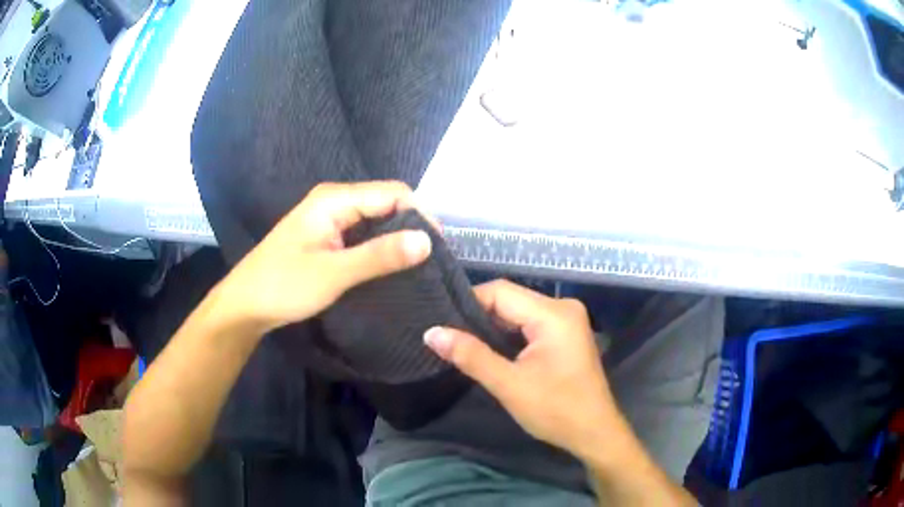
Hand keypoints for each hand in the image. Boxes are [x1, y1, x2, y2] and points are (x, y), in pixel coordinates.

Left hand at [217, 181, 432, 331]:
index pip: (393, 193)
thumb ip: (379, 256)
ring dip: (397, 239)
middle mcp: (334, 201)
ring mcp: (330, 219)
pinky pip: (363, 234)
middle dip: (411, 226)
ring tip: (418, 266)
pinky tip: (392, 267)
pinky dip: (381, 248)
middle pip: (386, 202)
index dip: (420, 215)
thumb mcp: (334, 273)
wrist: (245, 305)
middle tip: (432, 261)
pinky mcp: (328, 237)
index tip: (439, 249)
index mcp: (334, 199)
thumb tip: (427, 241)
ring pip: (376, 220)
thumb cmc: (283, 286)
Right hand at [423, 280, 624, 460]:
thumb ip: (470, 355)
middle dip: (479, 317)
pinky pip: (529, 324)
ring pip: (518, 312)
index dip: (468, 304)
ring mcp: (566, 320)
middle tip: (447, 335)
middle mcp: (563, 307)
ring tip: (462, 342)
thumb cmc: (555, 410)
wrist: (594, 432)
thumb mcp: (509, 384)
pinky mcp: (565, 334)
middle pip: (510, 300)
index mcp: (553, 313)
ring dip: (492, 327)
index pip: (500, 292)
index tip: (441, 322)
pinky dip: (508, 335)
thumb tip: (431, 332)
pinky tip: (489, 349)